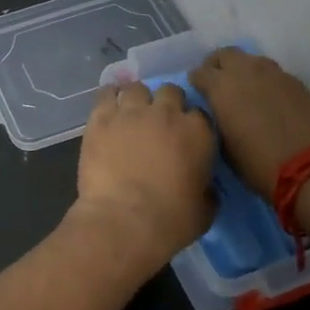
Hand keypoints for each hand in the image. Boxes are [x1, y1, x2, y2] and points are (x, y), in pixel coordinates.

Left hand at [70, 83, 215, 276]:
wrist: (123, 221)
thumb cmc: (170, 221)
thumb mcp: (205, 211)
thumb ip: (207, 190)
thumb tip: (205, 187)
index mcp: (197, 132)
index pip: (199, 114)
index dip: (191, 125)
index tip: (184, 138)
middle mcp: (166, 112)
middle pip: (170, 92)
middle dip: (166, 104)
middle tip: (158, 125)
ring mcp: (132, 111)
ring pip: (137, 88)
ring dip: (137, 100)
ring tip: (130, 116)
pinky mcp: (102, 117)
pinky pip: (106, 93)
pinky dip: (109, 98)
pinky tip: (108, 109)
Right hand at [190, 48, 309, 196]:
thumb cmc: (260, 165)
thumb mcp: (225, 149)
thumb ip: (218, 122)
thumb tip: (220, 114)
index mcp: (222, 88)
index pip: (199, 72)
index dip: (197, 83)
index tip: (200, 95)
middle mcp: (247, 72)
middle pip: (226, 55)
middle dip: (219, 66)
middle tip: (220, 84)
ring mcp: (277, 75)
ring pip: (254, 61)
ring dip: (246, 72)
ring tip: (249, 92)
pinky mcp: (301, 85)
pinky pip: (278, 77)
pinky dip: (271, 85)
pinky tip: (275, 104)